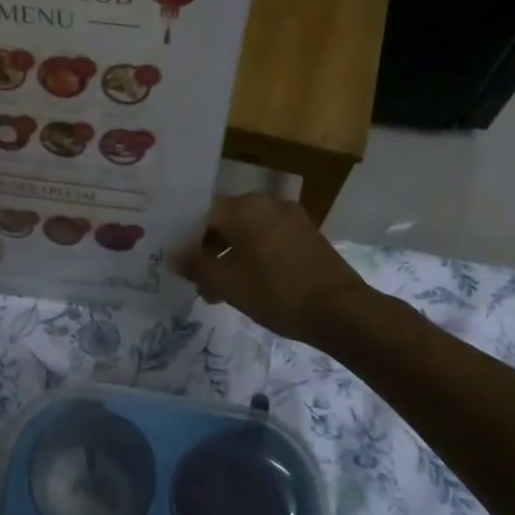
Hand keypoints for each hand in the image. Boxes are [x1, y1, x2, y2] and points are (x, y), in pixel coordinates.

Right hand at [170, 194, 368, 346]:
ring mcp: (292, 218)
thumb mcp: (227, 283)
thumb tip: (174, 255)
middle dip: (209, 250)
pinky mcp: (308, 235)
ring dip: (232, 256)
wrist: (340, 310)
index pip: (203, 213)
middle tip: (199, 282)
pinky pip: (270, 239)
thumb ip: (196, 265)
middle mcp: (268, 203)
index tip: (180, 263)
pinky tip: (251, 285)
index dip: (187, 238)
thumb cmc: (276, 292)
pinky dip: (255, 256)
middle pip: (227, 221)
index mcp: (245, 207)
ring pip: (249, 232)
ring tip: (222, 291)